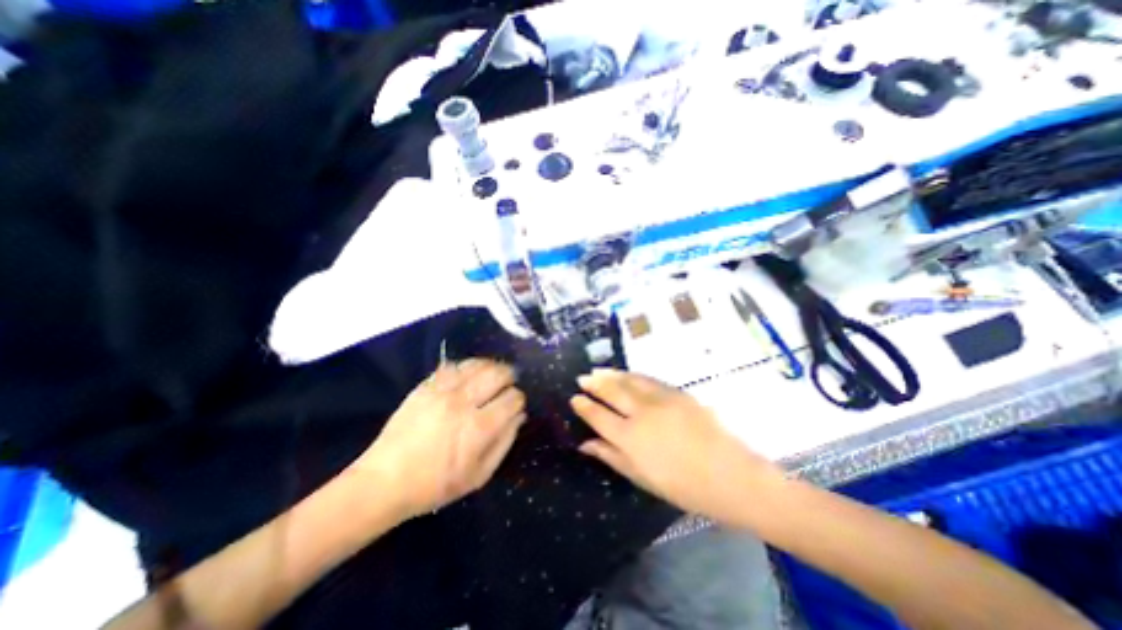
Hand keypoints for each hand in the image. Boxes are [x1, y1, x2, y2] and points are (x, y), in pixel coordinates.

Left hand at [354, 363, 526, 519]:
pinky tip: (469, 375)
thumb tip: (519, 416)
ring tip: (492, 375)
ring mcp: (442, 391)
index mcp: (479, 427)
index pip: (512, 398)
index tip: (515, 405)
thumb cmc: (435, 485)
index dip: (519, 400)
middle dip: (509, 377)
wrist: (384, 481)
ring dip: (491, 367)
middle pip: (498, 374)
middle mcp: (463, 402)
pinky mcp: (425, 386)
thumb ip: (504, 443)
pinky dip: (467, 366)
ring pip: (477, 364)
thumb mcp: (479, 476)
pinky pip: (454, 365)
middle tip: (508, 384)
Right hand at [572, 370, 782, 523]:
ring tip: (597, 370)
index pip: (598, 416)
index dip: (584, 406)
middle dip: (594, 383)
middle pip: (611, 392)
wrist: (730, 475)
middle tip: (582, 378)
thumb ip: (611, 456)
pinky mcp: (677, 392)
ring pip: (628, 381)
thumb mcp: (641, 477)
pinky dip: (632, 375)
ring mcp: (660, 399)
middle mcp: (641, 413)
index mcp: (629, 438)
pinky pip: (648, 380)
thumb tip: (585, 444)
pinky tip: (626, 374)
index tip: (574, 398)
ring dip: (610, 374)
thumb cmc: (683, 486)